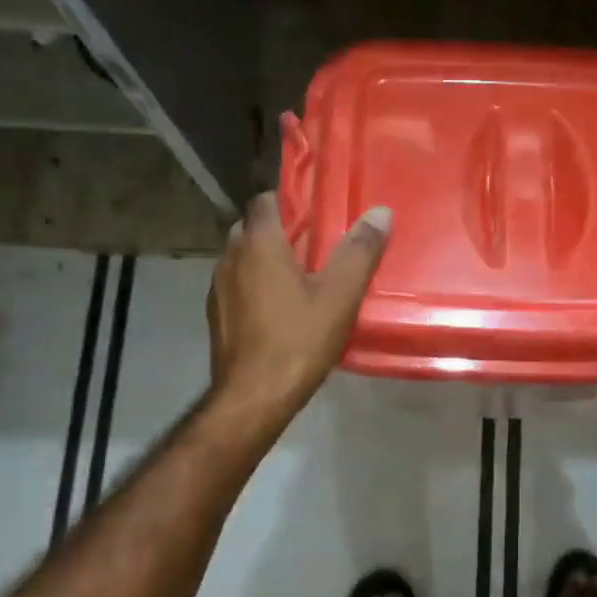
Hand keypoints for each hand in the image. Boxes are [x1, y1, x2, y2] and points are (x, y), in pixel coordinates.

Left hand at [208, 193, 390, 416]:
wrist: (253, 397)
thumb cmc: (297, 340)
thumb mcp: (340, 295)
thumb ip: (360, 251)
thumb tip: (380, 212)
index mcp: (258, 244)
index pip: (265, 200)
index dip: (290, 200)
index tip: (317, 210)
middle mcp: (230, 258)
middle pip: (252, 228)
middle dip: (280, 231)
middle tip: (316, 244)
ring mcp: (218, 289)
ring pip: (242, 259)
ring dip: (266, 260)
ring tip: (302, 277)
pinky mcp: (216, 316)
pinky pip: (238, 286)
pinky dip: (256, 286)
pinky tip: (281, 309)